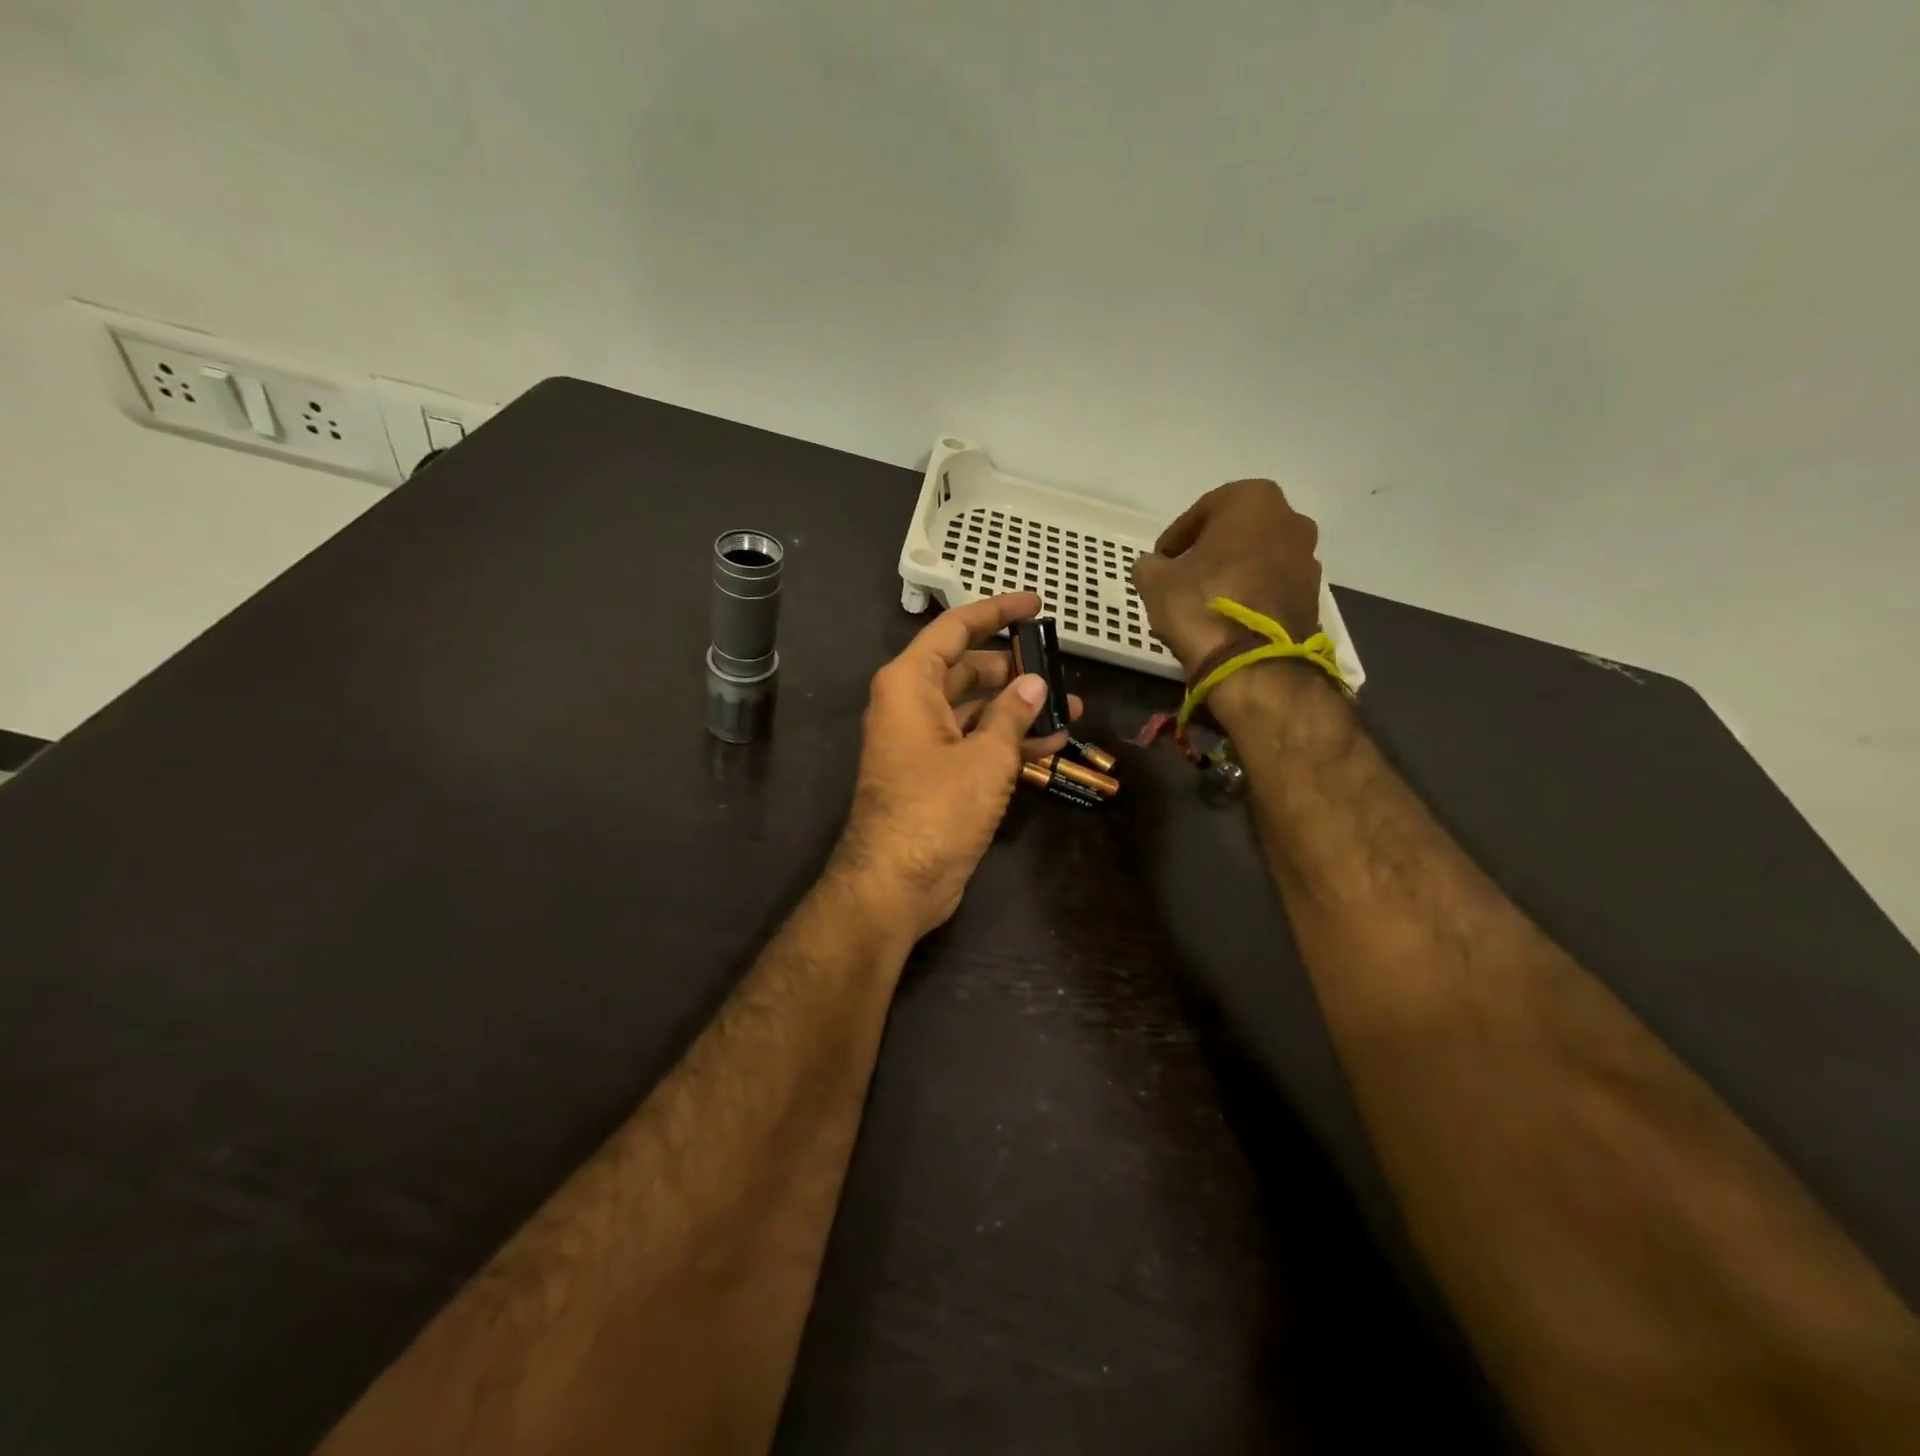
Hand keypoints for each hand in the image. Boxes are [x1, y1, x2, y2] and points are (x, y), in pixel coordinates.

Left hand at [830, 593, 1080, 942]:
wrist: (896, 883)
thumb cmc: (936, 808)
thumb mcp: (985, 757)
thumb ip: (1013, 715)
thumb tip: (1034, 684)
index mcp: (910, 684)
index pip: (955, 629)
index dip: (996, 611)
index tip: (1035, 604)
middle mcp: (912, 705)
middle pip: (967, 668)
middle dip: (1014, 667)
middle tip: (1059, 666)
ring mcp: (923, 741)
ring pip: (976, 709)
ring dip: (1019, 708)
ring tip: (1071, 706)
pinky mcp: (935, 774)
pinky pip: (975, 743)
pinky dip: (1008, 741)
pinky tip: (1053, 744)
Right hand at [1130, 480, 1323, 673]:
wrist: (1255, 663)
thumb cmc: (1202, 604)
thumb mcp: (1155, 581)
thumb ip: (1150, 565)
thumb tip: (1156, 567)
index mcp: (1253, 500)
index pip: (1202, 511)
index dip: (1175, 538)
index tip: (1160, 560)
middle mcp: (1290, 519)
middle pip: (1237, 532)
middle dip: (1210, 551)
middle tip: (1183, 576)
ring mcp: (1308, 559)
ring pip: (1258, 558)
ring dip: (1233, 573)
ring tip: (1204, 602)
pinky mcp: (1313, 596)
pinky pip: (1272, 586)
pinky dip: (1251, 595)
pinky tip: (1227, 619)